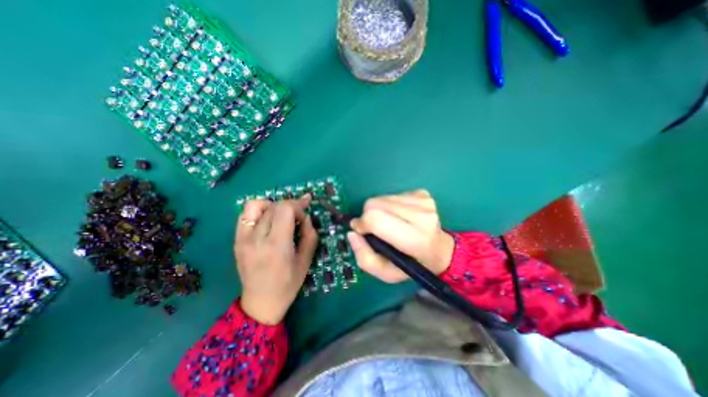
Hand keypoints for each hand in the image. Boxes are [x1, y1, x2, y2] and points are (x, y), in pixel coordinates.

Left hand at [234, 194, 317, 324]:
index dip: (298, 205)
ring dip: (273, 206)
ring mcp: (242, 238)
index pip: (284, 209)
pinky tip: (268, 220)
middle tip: (298, 216)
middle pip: (273, 206)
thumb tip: (305, 216)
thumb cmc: (288, 283)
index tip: (306, 211)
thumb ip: (310, 234)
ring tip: (281, 216)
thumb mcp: (306, 259)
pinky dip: (259, 211)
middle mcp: (256, 238)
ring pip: (256, 205)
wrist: (261, 302)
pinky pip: (245, 214)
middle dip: (290, 206)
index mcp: (276, 245)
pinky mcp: (236, 240)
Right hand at [347, 187, 453, 281]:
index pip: (376, 219)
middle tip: (375, 229)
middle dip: (367, 215)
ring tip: (390, 223)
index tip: (361, 231)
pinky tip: (399, 216)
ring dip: (379, 210)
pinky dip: (389, 205)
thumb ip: (365, 258)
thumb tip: (352, 233)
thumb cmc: (412, 265)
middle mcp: (422, 216)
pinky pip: (393, 194)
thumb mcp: (386, 273)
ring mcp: (424, 202)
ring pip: (382, 197)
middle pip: (375, 204)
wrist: (440, 250)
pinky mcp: (422, 193)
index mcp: (416, 239)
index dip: (362, 223)